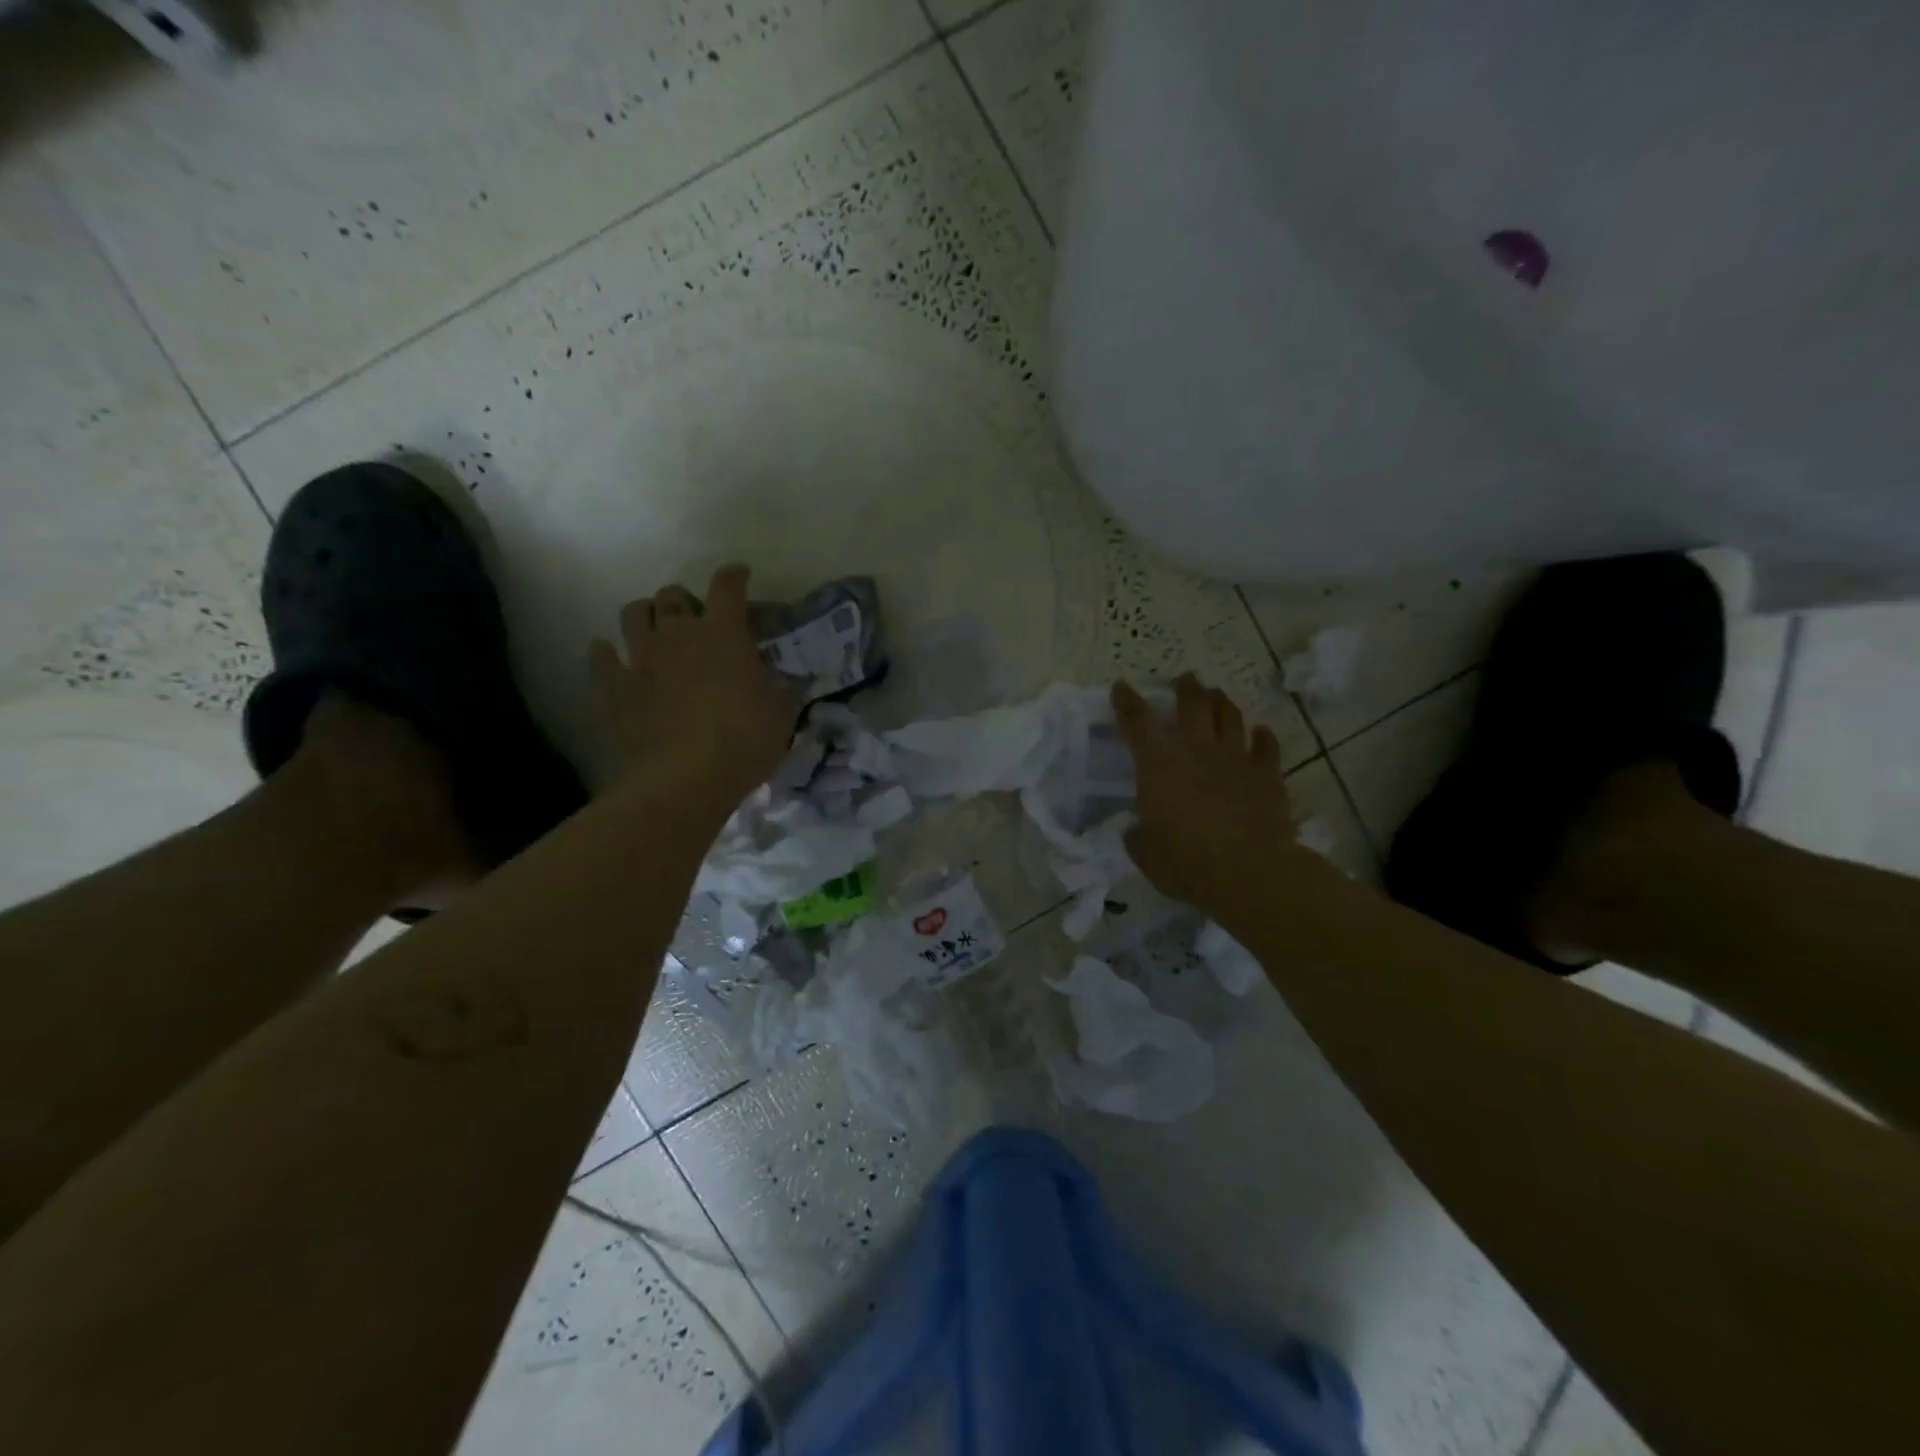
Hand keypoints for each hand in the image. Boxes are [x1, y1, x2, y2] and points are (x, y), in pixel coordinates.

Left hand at [590, 565, 796, 809]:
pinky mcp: (614, 687)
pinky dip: (605, 653)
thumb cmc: (743, 743)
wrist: (683, 780)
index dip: (734, 576)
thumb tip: (787, 682)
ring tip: (654, 628)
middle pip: (673, 595)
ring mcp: (641, 658)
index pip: (728, 587)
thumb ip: (783, 692)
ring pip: (633, 613)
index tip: (740, 574)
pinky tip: (610, 657)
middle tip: (695, 617)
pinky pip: (600, 657)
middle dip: (685, 599)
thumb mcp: (781, 718)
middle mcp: (679, 634)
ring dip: (645, 614)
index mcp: (724, 634)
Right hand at [1113, 673, 1305, 924]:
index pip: (1137, 721)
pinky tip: (1260, 733)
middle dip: (1186, 687)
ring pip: (1230, 715)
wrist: (1249, 872)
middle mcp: (1196, 749)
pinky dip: (1262, 737)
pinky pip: (1266, 746)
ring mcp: (1235, 758)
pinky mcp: (1267, 774)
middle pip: (1192, 703)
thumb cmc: (1186, 862)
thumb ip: (1139, 835)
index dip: (1126, 701)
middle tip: (1184, 680)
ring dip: (1221, 702)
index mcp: (1158, 764)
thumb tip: (1138, 830)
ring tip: (1216, 696)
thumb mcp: (1145, 853)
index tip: (1121, 687)